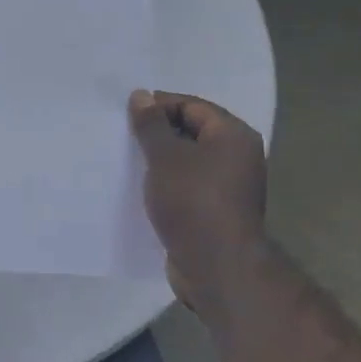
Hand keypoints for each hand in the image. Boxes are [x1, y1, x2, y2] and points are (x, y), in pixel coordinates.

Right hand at [129, 90, 270, 307]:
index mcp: (234, 136)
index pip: (192, 106)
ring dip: (159, 160)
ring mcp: (228, 186)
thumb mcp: (165, 157)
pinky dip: (165, 183)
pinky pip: (186, 185)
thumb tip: (141, 96)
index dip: (159, 106)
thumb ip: (151, 125)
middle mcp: (237, 157)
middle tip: (123, 136)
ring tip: (127, 161)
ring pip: (187, 161)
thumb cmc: (193, 201)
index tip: (126, 116)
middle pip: (191, 132)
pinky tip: (140, 188)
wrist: (215, 266)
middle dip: (157, 133)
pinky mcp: (214, 211)